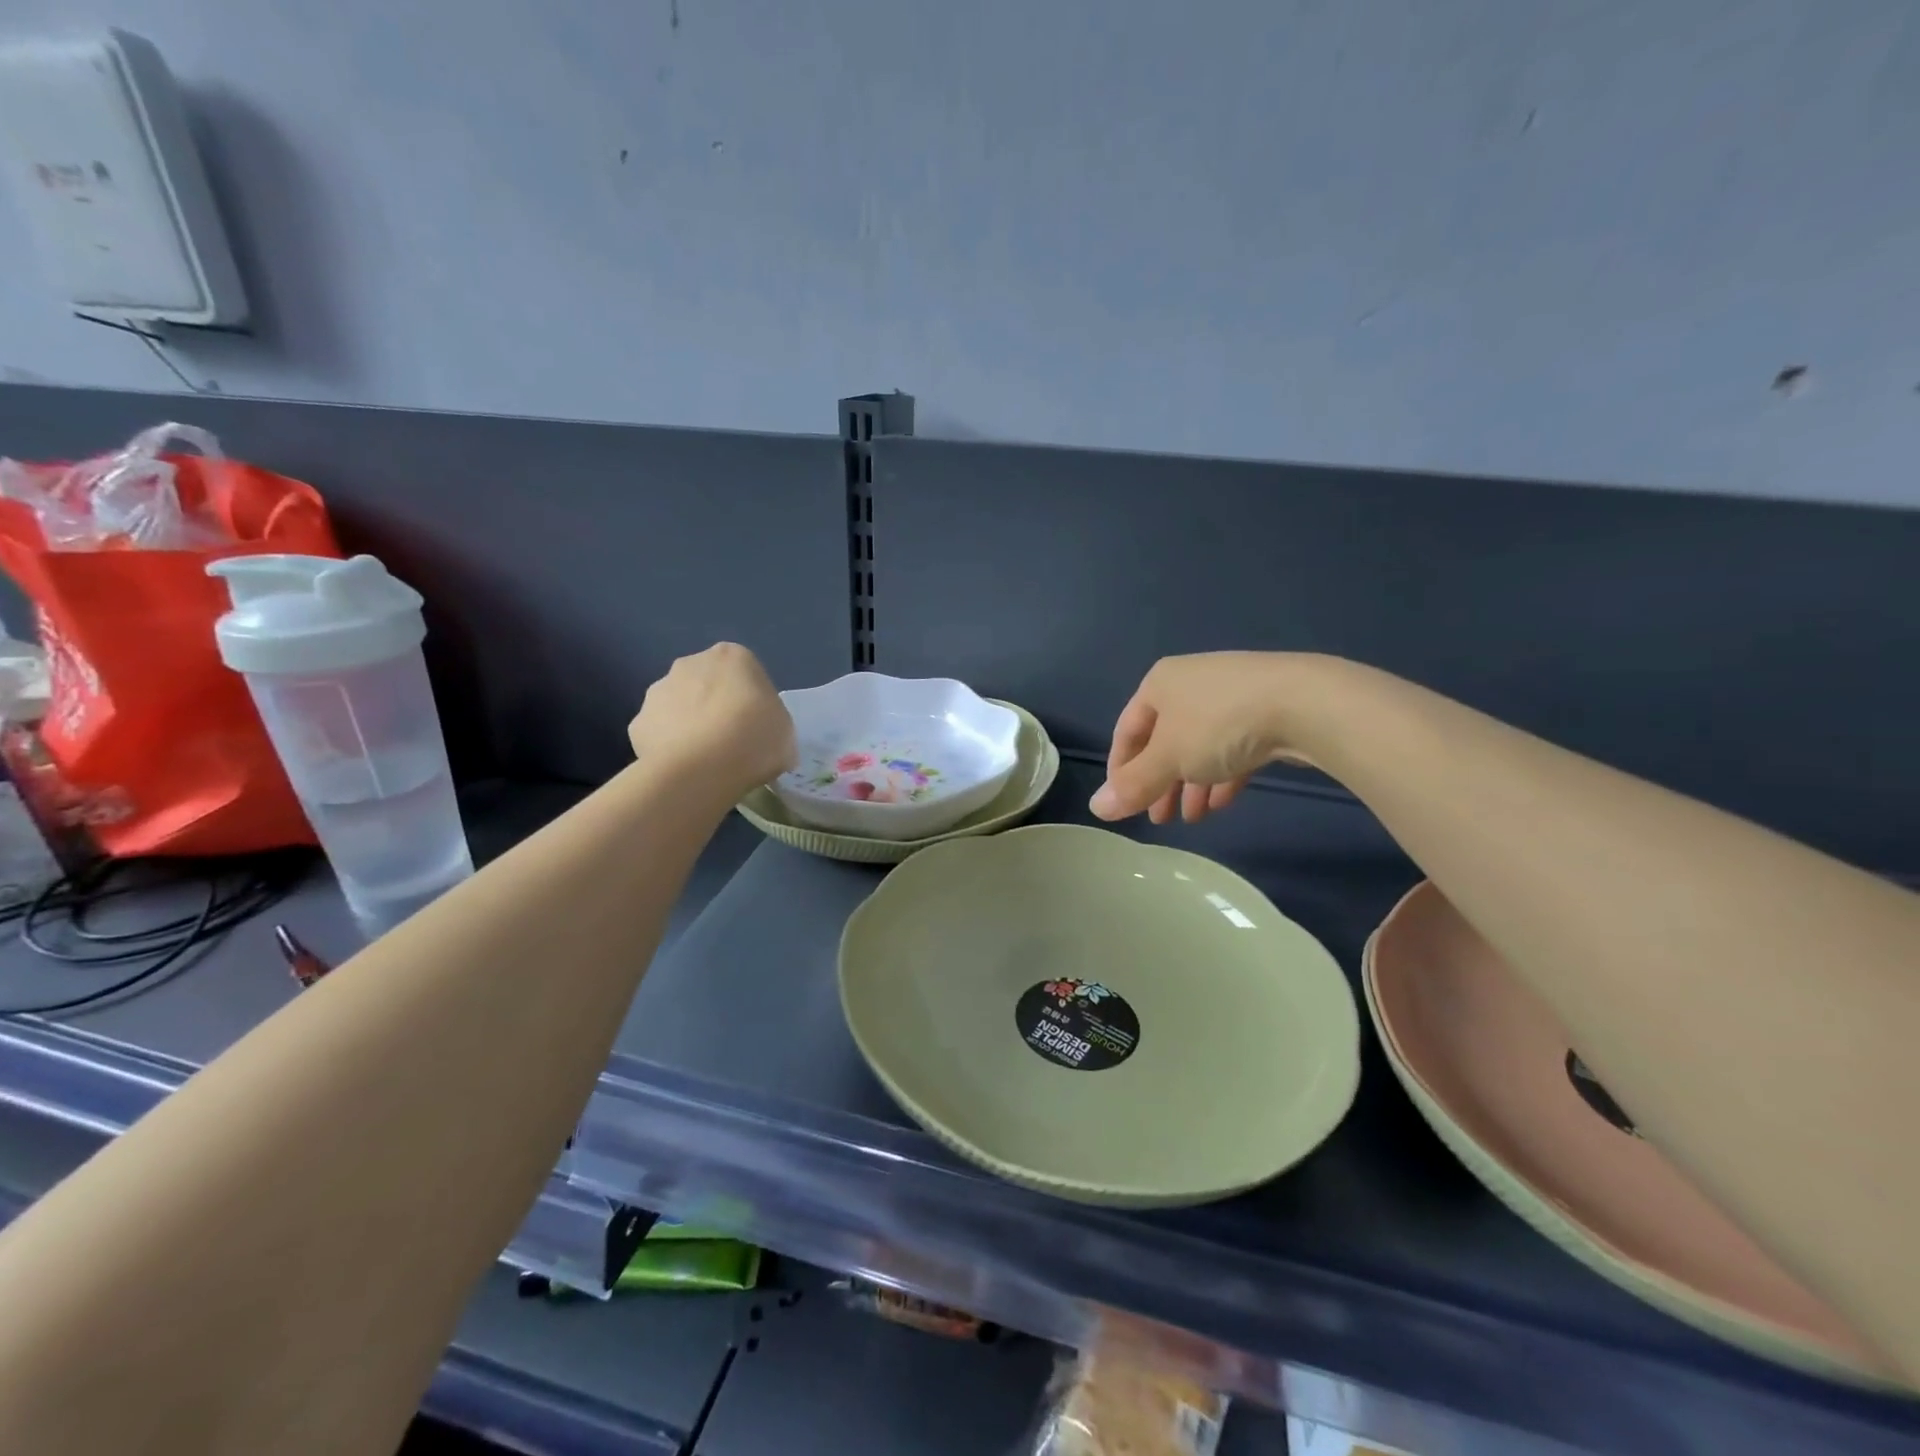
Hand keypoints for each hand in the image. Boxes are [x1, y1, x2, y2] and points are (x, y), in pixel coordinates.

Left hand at [629, 643, 795, 794]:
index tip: (757, 726)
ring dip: (689, 724)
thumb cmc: (754, 739)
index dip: (752, 701)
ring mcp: (658, 691)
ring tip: (705, 760)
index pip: (745, 673)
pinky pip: (658, 734)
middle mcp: (690, 663)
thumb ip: (772, 724)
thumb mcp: (785, 732)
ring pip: (678, 706)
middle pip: (706, 683)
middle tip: (731, 742)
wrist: (701, 768)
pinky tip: (682, 769)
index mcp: (733, 656)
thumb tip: (763, 737)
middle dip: (714, 706)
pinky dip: (668, 748)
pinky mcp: (637, 722)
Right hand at [1090, 652, 1302, 824]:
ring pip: (1199, 747)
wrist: (1306, 704)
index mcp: (1160, 684)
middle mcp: (1191, 683)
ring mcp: (1231, 695)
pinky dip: (1222, 774)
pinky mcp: (1265, 710)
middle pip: (1164, 741)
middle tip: (1159, 819)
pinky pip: (1232, 746)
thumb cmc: (1219, 725)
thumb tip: (1096, 808)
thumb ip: (1133, 785)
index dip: (1121, 771)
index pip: (1127, 731)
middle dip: (1160, 784)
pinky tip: (1222, 803)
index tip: (1124, 806)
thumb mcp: (1168, 759)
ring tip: (1192, 819)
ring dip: (1191, 785)